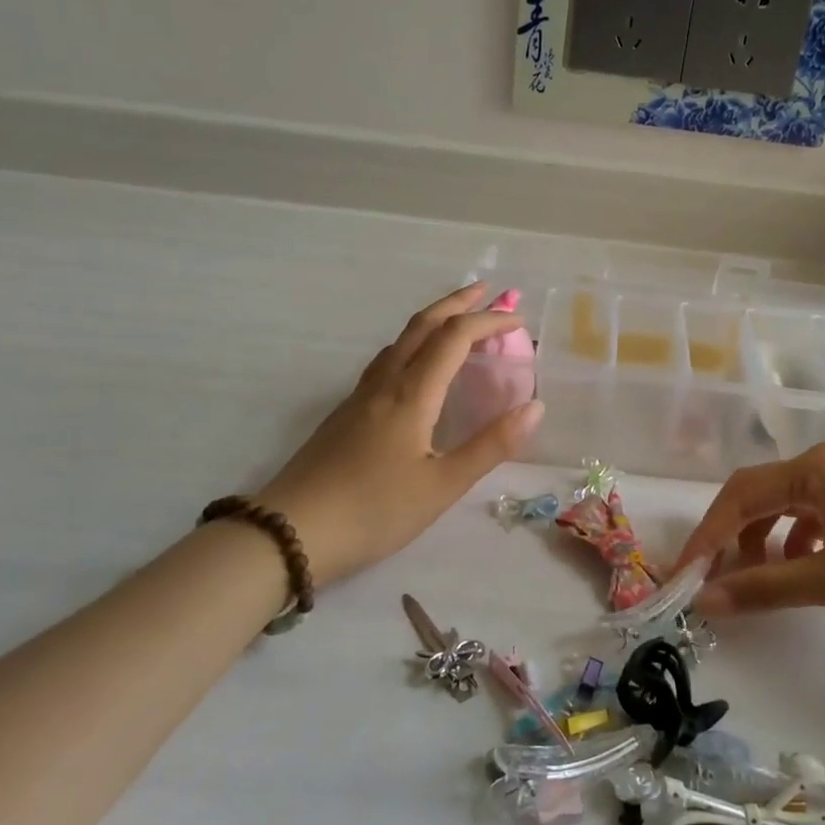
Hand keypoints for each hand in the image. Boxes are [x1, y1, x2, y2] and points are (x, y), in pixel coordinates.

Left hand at [258, 283, 541, 585]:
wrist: (289, 533)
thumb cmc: (374, 511)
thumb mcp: (443, 486)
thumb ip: (491, 445)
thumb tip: (535, 407)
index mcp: (411, 394)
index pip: (454, 338)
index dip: (489, 322)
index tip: (520, 323)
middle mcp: (384, 383)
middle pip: (422, 325)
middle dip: (457, 303)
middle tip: (487, 291)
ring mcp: (359, 396)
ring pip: (399, 341)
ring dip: (433, 321)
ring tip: (457, 322)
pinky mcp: (345, 414)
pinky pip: (386, 361)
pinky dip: (413, 345)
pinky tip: (415, 367)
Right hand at [673, 444, 824, 625]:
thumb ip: (763, 588)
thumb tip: (705, 602)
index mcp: (813, 468)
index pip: (740, 495)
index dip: (706, 535)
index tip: (683, 574)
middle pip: (759, 496)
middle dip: (731, 537)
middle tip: (711, 579)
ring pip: (785, 507)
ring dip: (763, 541)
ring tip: (758, 579)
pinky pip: (813, 516)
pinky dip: (795, 542)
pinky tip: (802, 568)